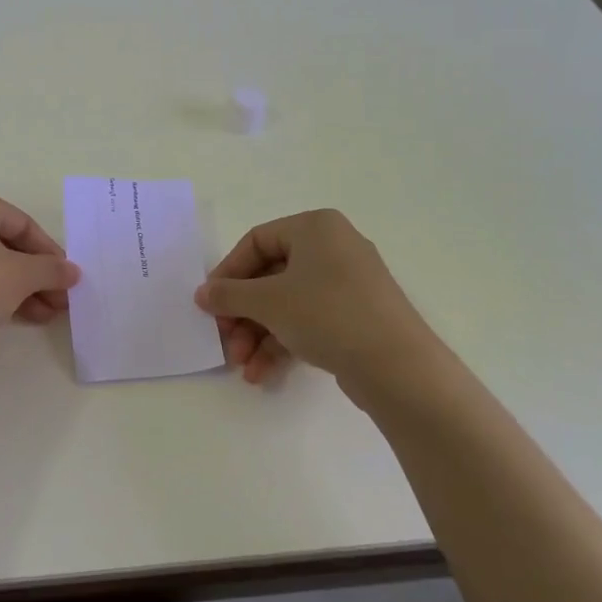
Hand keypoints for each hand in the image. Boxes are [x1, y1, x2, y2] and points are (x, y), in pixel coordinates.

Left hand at [0, 183, 79, 363]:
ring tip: (37, 317)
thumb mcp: (20, 277)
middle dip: (32, 276)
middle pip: (0, 243)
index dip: (49, 255)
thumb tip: (72, 272)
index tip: (66, 281)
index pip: (22, 224)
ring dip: (12, 287)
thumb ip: (50, 270)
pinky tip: (1, 316)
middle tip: (55, 303)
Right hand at [194, 209, 435, 388]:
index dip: (228, 273)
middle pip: (270, 276)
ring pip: (287, 303)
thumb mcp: (268, 302)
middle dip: (243, 314)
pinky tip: (262, 373)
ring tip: (242, 366)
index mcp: (315, 227)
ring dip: (258, 334)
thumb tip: (202, 294)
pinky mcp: (356, 317)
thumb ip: (229, 295)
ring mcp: (347, 284)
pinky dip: (283, 343)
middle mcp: (333, 247)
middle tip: (225, 341)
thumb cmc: (327, 314)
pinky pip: (308, 321)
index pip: (256, 241)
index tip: (210, 303)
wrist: (399, 367)